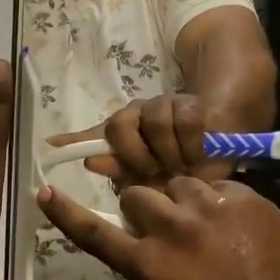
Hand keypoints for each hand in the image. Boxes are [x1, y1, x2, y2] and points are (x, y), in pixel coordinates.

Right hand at [37, 177, 279, 279]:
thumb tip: (136, 260)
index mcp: (147, 263)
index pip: (94, 233)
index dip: (65, 213)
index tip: (44, 191)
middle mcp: (172, 227)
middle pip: (137, 194)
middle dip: (143, 210)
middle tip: (162, 229)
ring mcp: (209, 208)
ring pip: (178, 185)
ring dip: (181, 203)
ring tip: (203, 227)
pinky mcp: (241, 198)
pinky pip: (215, 188)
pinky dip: (216, 204)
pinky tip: (232, 228)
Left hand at [45, 93, 228, 186]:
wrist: (214, 150)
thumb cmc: (171, 167)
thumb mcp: (140, 174)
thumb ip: (110, 163)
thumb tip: (65, 151)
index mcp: (123, 125)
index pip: (102, 132)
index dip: (89, 146)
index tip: (78, 159)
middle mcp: (139, 111)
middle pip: (121, 125)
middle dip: (135, 156)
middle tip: (151, 174)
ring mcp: (165, 105)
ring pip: (154, 122)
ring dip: (167, 153)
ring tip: (178, 169)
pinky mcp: (192, 105)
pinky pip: (186, 121)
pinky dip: (190, 145)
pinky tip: (195, 158)